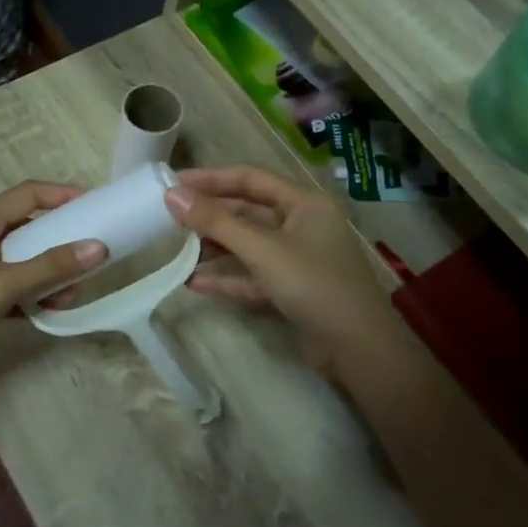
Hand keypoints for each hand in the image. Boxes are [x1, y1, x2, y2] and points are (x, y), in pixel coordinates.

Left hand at [0, 182, 107, 369]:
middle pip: (25, 228)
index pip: (27, 194)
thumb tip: (98, 248)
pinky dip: (26, 293)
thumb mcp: (2, 285)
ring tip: (69, 294)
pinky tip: (44, 311)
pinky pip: (6, 284)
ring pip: (17, 260)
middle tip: (89, 255)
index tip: (94, 204)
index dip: (61, 194)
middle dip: (58, 242)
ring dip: (44, 273)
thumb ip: (49, 268)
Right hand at [165, 166, 404, 381]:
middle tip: (170, 218)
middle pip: (247, 212)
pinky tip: (194, 283)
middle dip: (210, 216)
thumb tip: (172, 194)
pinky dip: (227, 278)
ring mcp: (297, 259)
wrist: (357, 348)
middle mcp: (301, 225)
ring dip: (215, 248)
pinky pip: (252, 276)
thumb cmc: (314, 284)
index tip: (174, 183)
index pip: (250, 179)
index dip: (211, 179)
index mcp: (304, 204)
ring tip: (178, 252)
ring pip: (248, 245)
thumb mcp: (262, 249)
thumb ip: (216, 222)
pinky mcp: (291, 289)